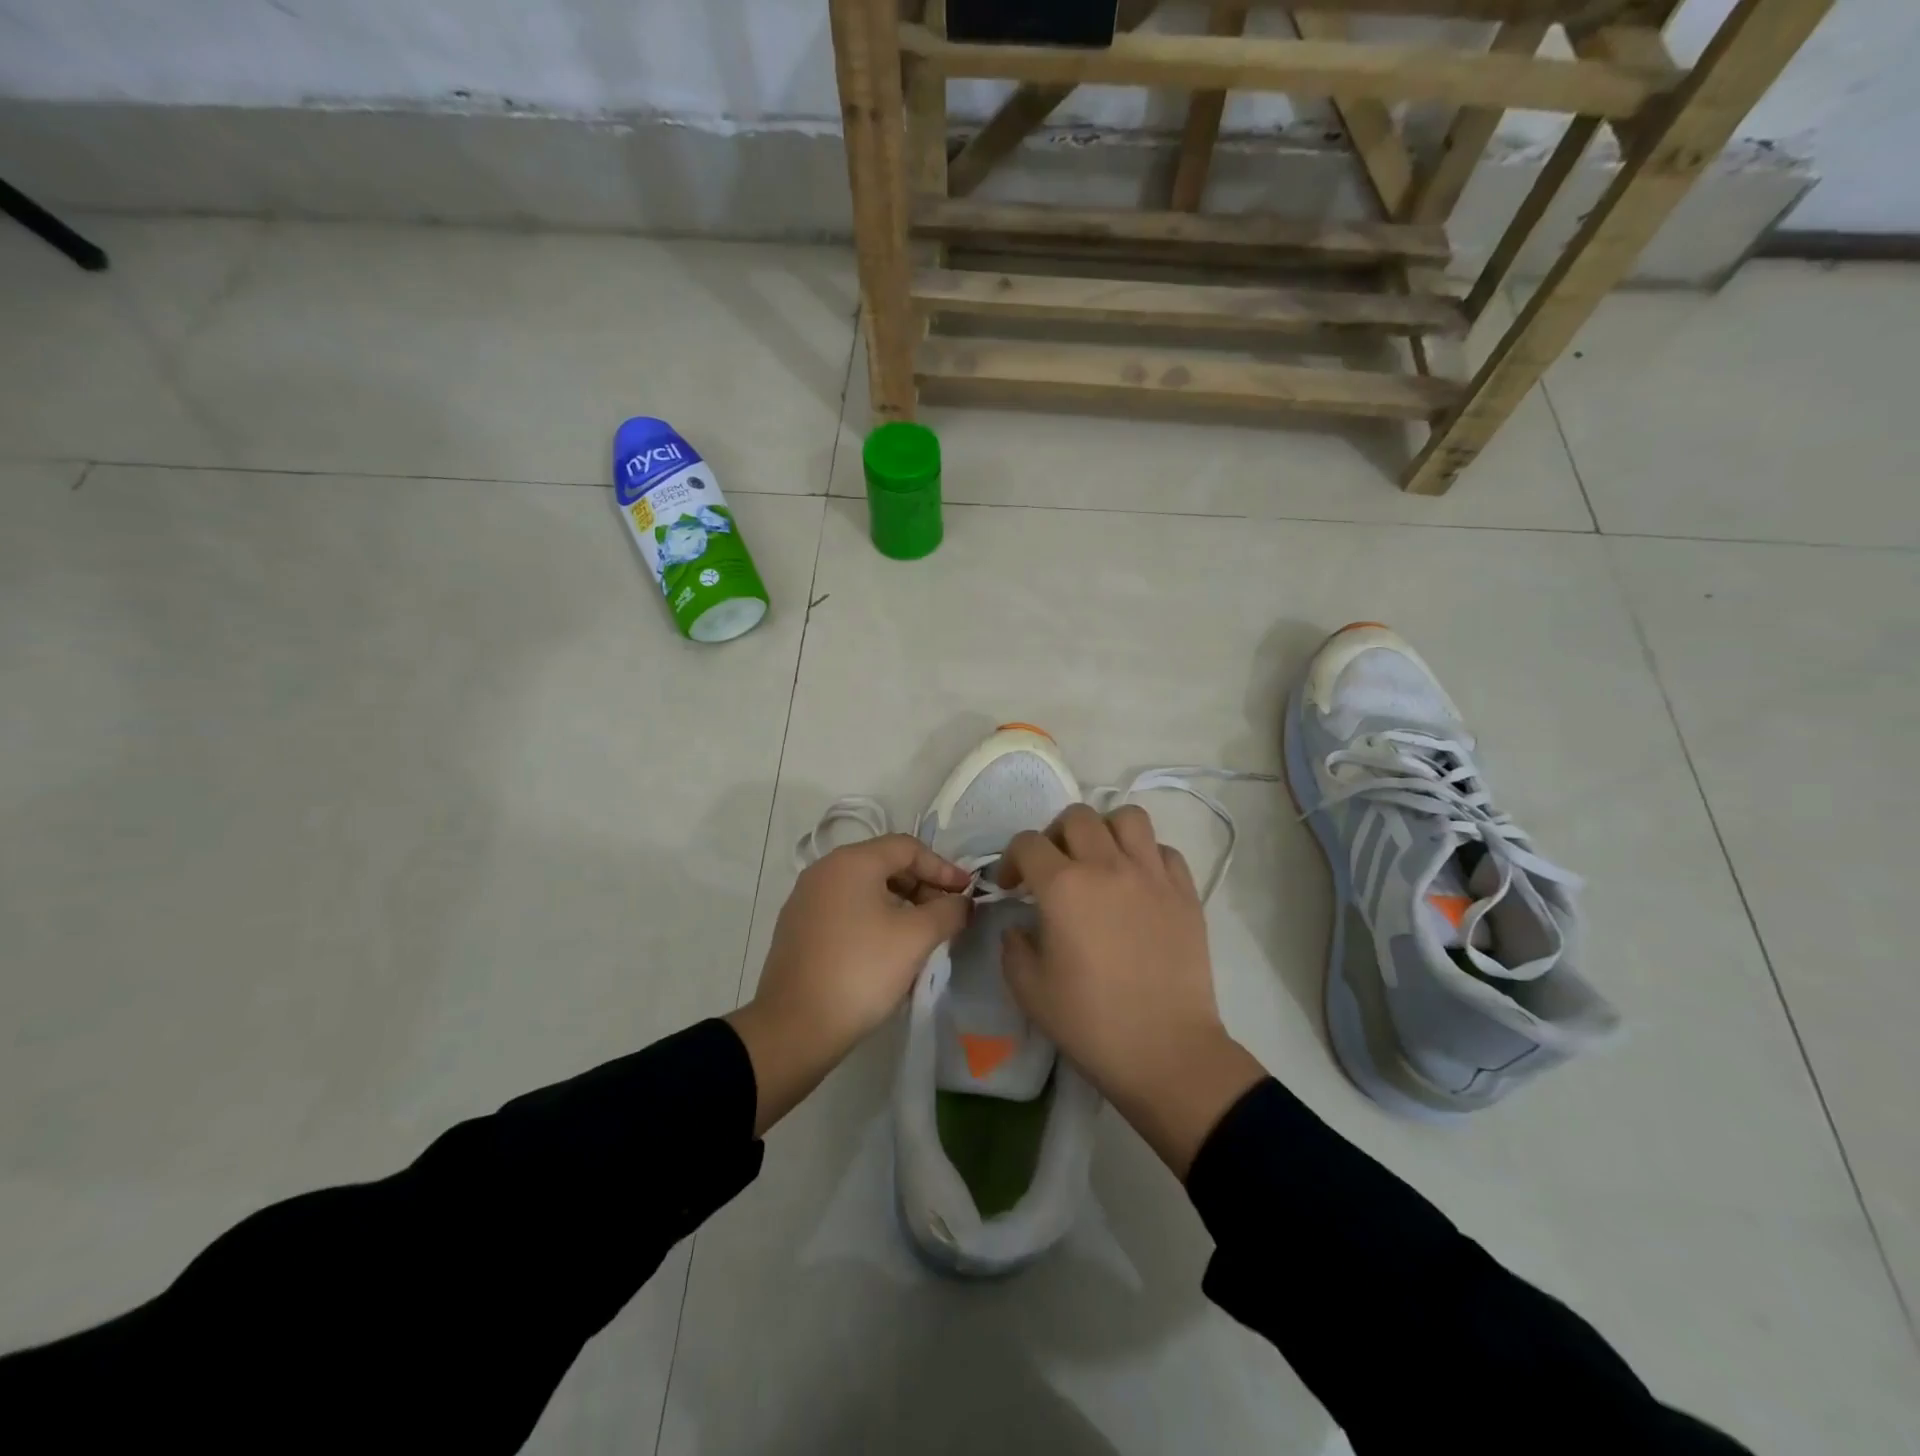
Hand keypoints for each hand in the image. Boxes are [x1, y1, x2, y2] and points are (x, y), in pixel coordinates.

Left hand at [728, 834, 970, 1135]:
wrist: (795, 1027)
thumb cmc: (861, 970)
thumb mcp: (916, 937)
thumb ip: (948, 911)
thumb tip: (961, 903)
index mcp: (851, 861)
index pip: (907, 847)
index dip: (943, 867)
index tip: (967, 892)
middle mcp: (824, 870)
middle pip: (884, 864)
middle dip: (922, 886)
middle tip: (946, 915)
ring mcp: (806, 899)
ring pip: (864, 888)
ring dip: (900, 904)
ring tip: (922, 934)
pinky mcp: (798, 928)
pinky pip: (846, 909)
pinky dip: (873, 918)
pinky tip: (887, 949)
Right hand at [997, 804, 1265, 1175]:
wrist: (1166, 1051)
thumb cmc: (1091, 1023)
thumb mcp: (1029, 989)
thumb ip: (1014, 946)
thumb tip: (1021, 926)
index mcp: (1063, 886)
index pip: (1027, 843)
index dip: (1011, 860)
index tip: (1011, 887)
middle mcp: (1107, 866)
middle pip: (1076, 817)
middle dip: (1054, 836)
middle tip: (1053, 868)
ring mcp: (1152, 875)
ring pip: (1127, 817)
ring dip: (1105, 831)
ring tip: (1099, 860)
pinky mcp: (1185, 892)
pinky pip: (1164, 850)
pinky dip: (1145, 856)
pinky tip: (1138, 883)